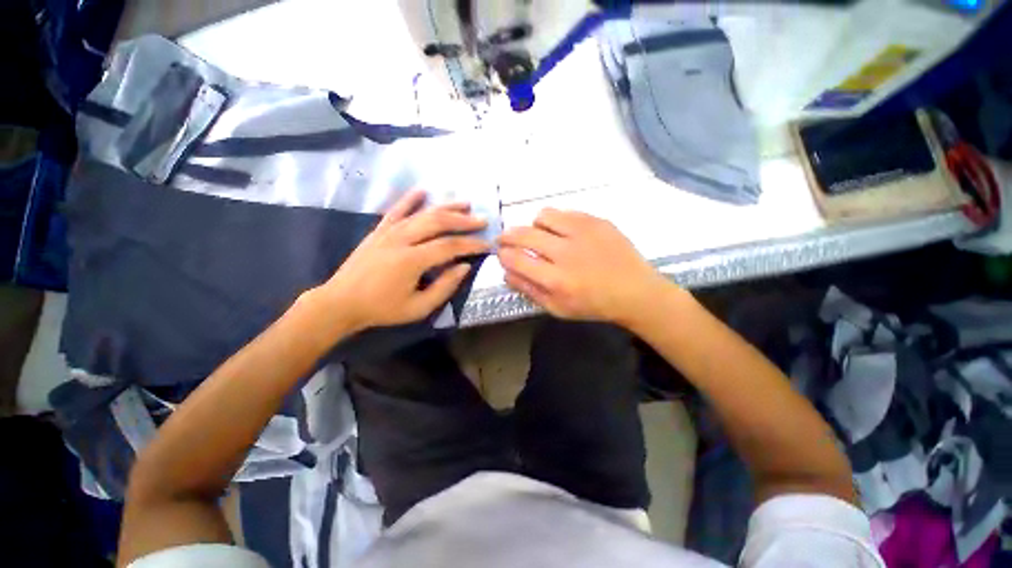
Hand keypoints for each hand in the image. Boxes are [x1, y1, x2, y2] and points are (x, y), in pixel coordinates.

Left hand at [313, 189, 489, 332]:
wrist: (341, 302)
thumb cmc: (382, 309)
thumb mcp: (419, 307)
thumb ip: (445, 286)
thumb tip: (464, 266)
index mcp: (412, 260)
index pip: (450, 246)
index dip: (471, 244)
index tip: (487, 245)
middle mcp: (402, 239)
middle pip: (438, 223)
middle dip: (464, 221)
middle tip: (482, 220)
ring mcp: (388, 232)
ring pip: (422, 213)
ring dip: (446, 207)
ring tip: (465, 204)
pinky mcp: (379, 230)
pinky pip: (396, 210)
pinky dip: (410, 199)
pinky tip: (423, 190)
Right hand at [497, 209, 671, 324]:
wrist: (634, 291)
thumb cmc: (593, 304)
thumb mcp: (557, 308)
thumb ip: (528, 290)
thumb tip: (506, 271)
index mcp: (556, 280)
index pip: (515, 260)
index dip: (503, 254)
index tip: (501, 253)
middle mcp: (566, 253)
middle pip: (524, 235)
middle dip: (507, 236)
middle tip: (506, 239)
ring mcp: (583, 233)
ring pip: (543, 217)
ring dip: (534, 226)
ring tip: (539, 235)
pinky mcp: (596, 221)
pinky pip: (565, 212)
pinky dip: (556, 221)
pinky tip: (562, 232)